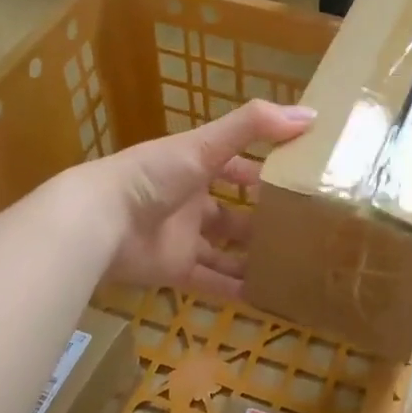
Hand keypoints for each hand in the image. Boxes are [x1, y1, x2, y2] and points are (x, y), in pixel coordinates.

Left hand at [95, 99, 315, 297]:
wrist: (100, 222)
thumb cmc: (154, 175)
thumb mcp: (206, 144)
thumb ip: (254, 126)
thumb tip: (311, 115)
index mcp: (195, 166)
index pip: (235, 166)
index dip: (262, 172)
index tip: (297, 181)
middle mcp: (190, 201)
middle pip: (231, 212)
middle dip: (260, 221)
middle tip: (301, 232)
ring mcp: (183, 237)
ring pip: (224, 250)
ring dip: (251, 257)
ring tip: (290, 266)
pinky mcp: (175, 269)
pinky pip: (210, 281)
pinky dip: (233, 289)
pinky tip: (265, 297)